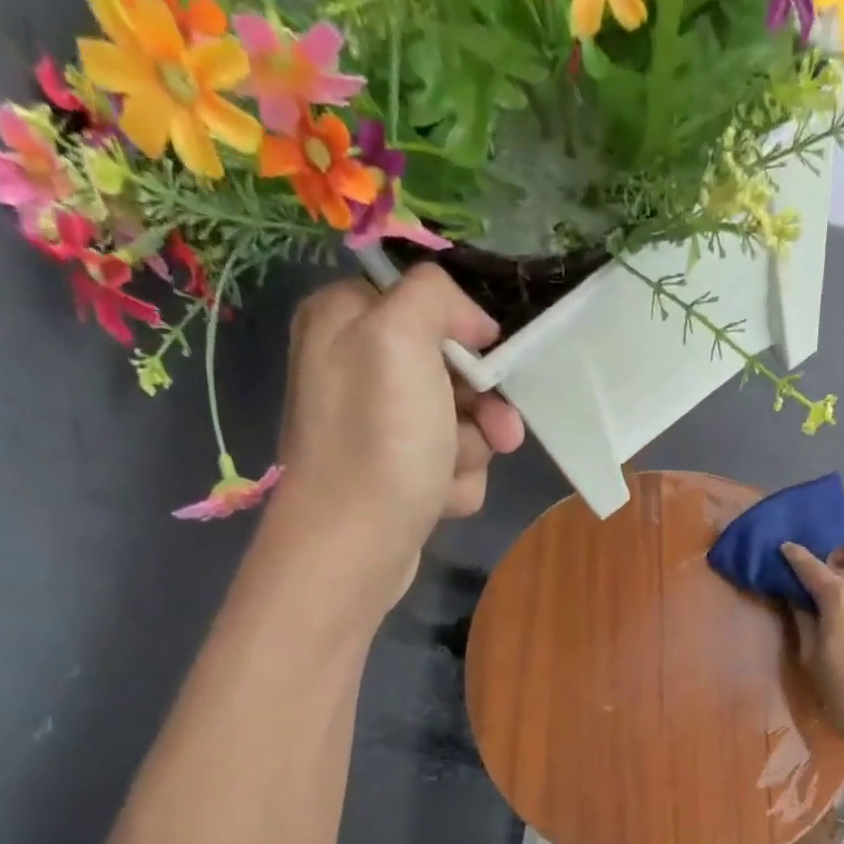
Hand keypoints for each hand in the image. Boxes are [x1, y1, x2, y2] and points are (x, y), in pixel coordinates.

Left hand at [263, 266, 525, 600]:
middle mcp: (356, 366)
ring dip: (471, 450)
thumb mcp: (401, 338)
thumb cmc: (378, 440)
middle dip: (481, 405)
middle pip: (452, 367)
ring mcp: (378, 425)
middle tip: (498, 432)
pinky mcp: (396, 472)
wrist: (354, 547)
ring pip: (461, 421)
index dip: (466, 333)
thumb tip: (473, 322)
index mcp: (344, 318)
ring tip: (447, 475)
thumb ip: (435, 296)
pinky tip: (437, 499)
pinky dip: (455, 482)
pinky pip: (450, 463)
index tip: (488, 361)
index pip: (426, 302)